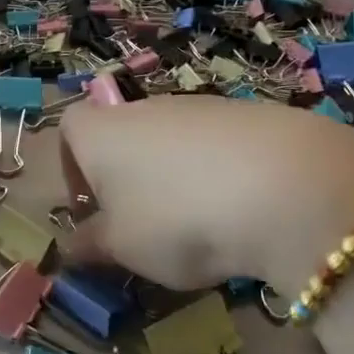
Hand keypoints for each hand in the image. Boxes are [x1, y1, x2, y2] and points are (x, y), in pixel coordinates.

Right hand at [59, 98, 353, 295]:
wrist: (283, 183)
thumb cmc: (177, 218)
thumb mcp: (124, 247)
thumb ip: (93, 245)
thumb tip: (71, 247)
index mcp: (101, 133)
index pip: (70, 130)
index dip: (73, 168)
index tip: (91, 210)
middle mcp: (143, 108)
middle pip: (122, 134)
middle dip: (128, 178)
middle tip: (145, 227)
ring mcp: (197, 106)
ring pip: (170, 140)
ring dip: (174, 177)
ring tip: (199, 225)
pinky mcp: (245, 114)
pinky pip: (215, 144)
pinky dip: (218, 172)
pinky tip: (240, 208)